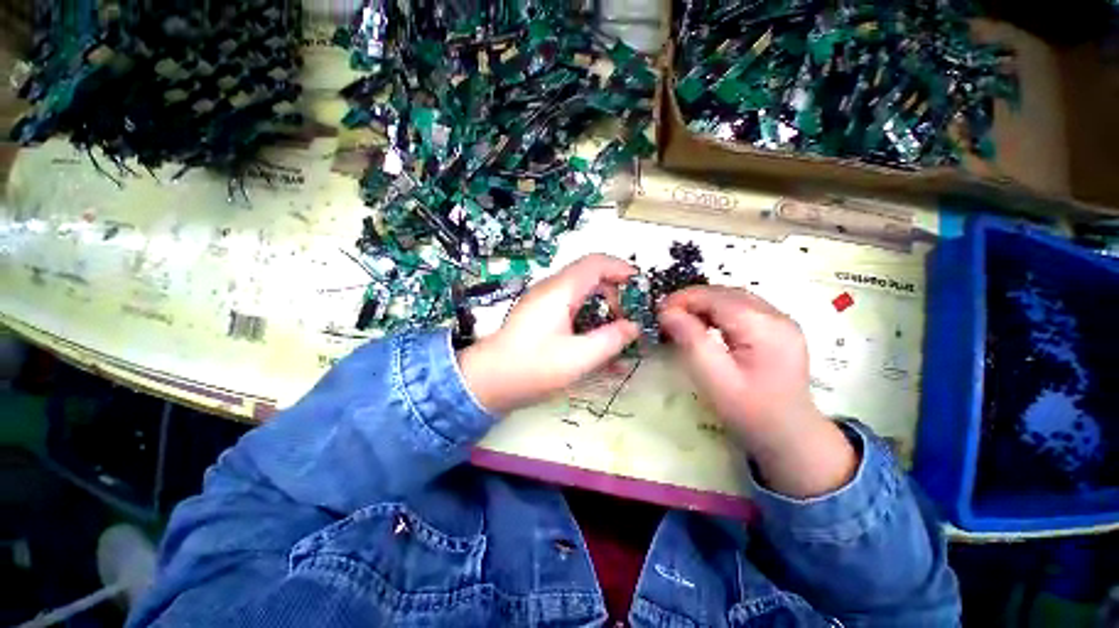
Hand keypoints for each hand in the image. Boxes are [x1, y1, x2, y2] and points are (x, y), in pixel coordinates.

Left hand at [458, 254, 640, 414]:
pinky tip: (598, 346)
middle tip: (631, 320)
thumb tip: (633, 327)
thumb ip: (611, 340)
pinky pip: (571, 309)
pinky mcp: (539, 319)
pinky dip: (588, 320)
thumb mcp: (579, 358)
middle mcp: (551, 290)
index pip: (596, 263)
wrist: (487, 381)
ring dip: (604, 309)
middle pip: (591, 276)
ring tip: (619, 335)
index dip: (623, 270)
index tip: (642, 289)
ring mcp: (543, 303)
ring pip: (582, 294)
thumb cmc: (532, 368)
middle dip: (616, 294)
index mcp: (560, 291)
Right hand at [658, 286, 856, 496]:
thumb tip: (668, 312)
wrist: (791, 437)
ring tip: (689, 323)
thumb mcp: (716, 382)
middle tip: (669, 318)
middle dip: (698, 300)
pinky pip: (753, 311)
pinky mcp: (787, 332)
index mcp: (762, 325)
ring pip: (742, 300)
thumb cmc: (751, 414)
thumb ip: (692, 343)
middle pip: (730, 294)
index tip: (658, 312)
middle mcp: (778, 315)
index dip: (685, 299)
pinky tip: (717, 330)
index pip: (717, 297)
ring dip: (713, 306)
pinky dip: (730, 314)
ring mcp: (786, 322)